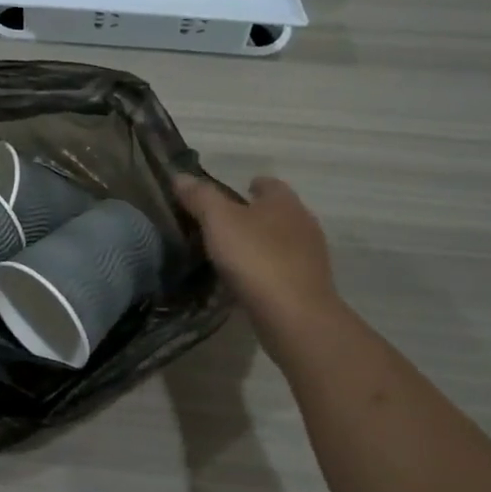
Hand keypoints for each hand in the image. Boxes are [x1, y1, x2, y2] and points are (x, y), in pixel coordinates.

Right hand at [174, 173, 342, 363]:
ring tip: (233, 253)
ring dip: (262, 243)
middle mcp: (303, 222)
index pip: (269, 184)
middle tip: (224, 224)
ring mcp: (310, 256)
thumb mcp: (219, 221)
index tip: (232, 194)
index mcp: (284, 202)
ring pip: (282, 240)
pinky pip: (284, 268)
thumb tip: (180, 176)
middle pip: (277, 212)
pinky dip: (267, 268)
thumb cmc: (256, 258)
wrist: (295, 315)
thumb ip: (200, 197)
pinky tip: (248, 280)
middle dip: (255, 214)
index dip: (250, 185)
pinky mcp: (309, 284)